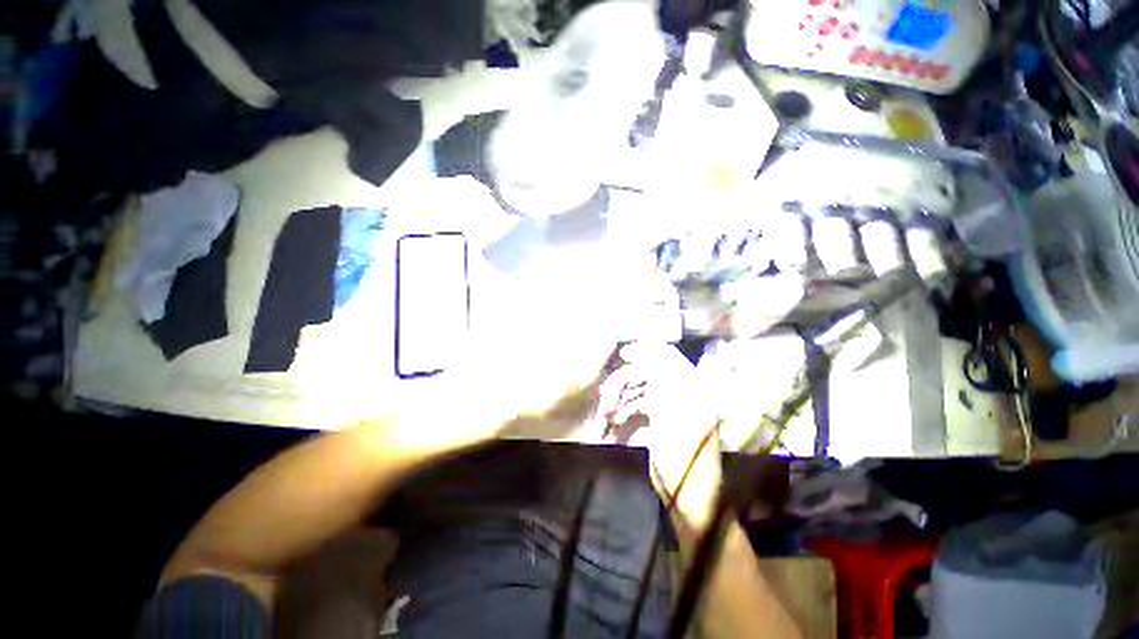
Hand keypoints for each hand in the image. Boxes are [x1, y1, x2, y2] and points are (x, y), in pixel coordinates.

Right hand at [596, 343, 722, 529]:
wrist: (686, 494)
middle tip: (606, 394)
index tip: (623, 354)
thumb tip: (642, 350)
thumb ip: (658, 375)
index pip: (667, 356)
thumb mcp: (670, 408)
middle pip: (650, 374)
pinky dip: (625, 410)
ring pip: (641, 390)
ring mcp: (670, 407)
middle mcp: (683, 391)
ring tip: (607, 410)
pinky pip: (639, 406)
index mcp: (692, 386)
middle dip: (626, 381)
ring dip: (622, 397)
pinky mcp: (660, 421)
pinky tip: (614, 419)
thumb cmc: (682, 450)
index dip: (645, 351)